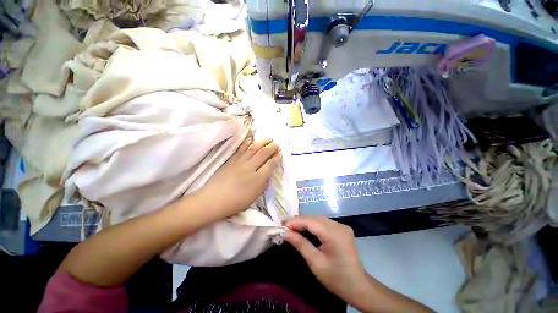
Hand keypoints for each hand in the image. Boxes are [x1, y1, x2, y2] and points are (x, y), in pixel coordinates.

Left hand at [197, 137, 280, 219]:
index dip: (276, 158)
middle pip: (263, 154)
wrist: (213, 200)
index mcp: (257, 179)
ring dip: (262, 142)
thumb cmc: (235, 203)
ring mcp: (240, 162)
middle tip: (277, 143)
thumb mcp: (254, 197)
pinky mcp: (231, 160)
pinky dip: (246, 143)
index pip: (270, 165)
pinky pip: (241, 149)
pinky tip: (251, 139)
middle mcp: (250, 168)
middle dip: (271, 148)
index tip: (280, 153)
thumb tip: (267, 175)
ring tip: (268, 138)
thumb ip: (263, 185)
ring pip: (253, 149)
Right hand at [283, 216, 368, 303]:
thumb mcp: (316, 263)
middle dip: (299, 221)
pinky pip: (323, 223)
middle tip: (285, 226)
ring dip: (305, 222)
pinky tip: (305, 229)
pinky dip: (312, 225)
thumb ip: (300, 244)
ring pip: (318, 219)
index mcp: (334, 234)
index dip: (295, 221)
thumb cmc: (336, 279)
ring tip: (292, 227)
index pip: (311, 222)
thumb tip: (285, 233)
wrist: (358, 287)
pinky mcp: (341, 229)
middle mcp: (339, 225)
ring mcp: (341, 226)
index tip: (282, 224)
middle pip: (314, 218)